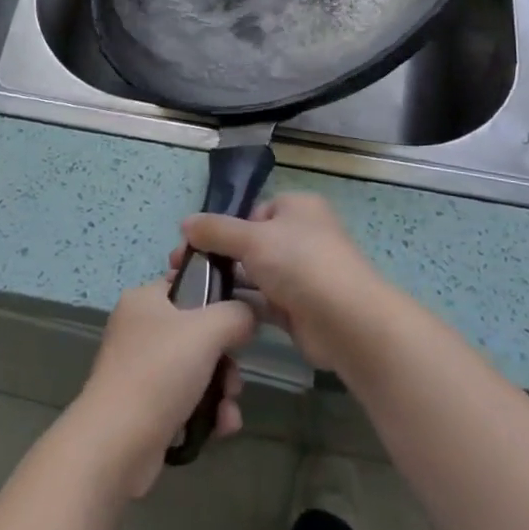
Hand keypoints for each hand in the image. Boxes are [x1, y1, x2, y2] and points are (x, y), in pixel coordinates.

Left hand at [65, 280, 256, 498]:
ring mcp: (141, 369)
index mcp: (144, 299)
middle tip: (233, 379)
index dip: (217, 297)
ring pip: (196, 369)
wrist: (116, 444)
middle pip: (198, 332)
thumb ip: (236, 314)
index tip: (239, 320)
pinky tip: (220, 428)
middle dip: (225, 360)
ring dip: (221, 391)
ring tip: (227, 412)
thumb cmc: (159, 372)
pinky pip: (186, 399)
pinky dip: (206, 413)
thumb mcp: (207, 331)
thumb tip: (249, 315)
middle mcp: (140, 329)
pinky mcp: (145, 406)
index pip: (187, 283)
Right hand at [175, 192, 391, 372]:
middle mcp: (301, 236)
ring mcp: (301, 273)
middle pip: (252, 242)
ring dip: (227, 282)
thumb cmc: (300, 263)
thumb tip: (185, 223)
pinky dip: (241, 305)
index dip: (227, 226)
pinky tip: (212, 312)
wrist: (346, 321)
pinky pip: (262, 301)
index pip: (255, 210)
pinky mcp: (298, 307)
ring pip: (255, 273)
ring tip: (189, 294)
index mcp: (297, 208)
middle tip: (181, 270)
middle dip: (219, 256)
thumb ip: (216, 230)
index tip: (197, 243)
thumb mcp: (252, 238)